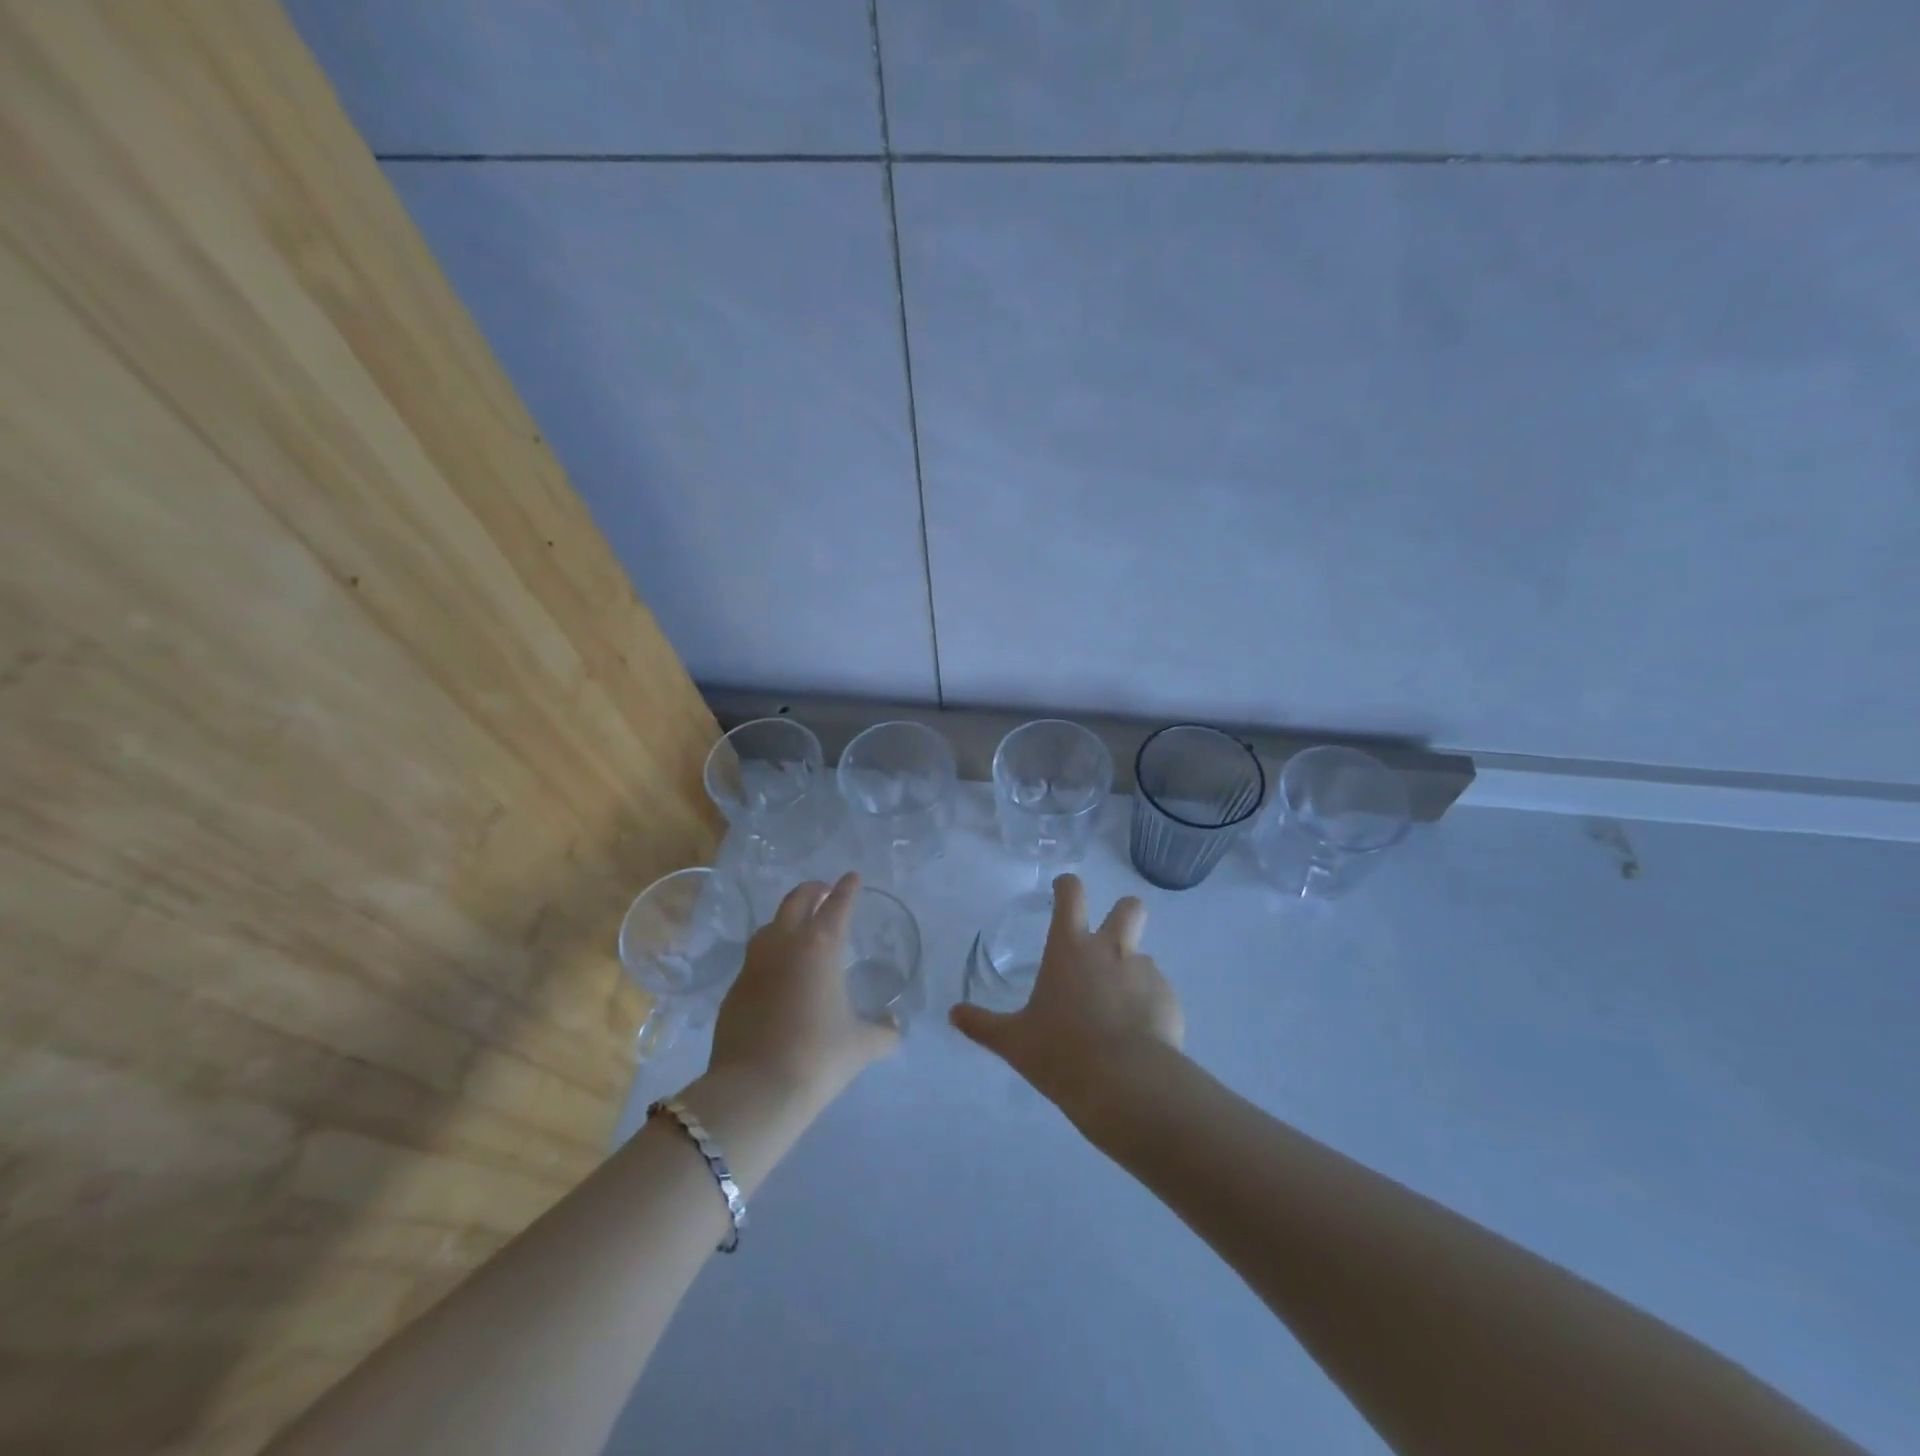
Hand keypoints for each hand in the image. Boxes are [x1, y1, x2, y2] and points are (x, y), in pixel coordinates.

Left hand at [707, 873, 897, 1104]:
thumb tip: (895, 1027)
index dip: (847, 889)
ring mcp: (754, 964)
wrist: (755, 1089)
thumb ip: (883, 1031)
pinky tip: (777, 972)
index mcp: (821, 947)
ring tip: (798, 926)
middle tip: (824, 891)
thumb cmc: (818, 1057)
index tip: (853, 877)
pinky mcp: (734, 988)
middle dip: (812, 891)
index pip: (837, 905)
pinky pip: (755, 958)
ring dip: (786, 917)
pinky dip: (770, 953)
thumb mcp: (861, 1045)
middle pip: (796, 900)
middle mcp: (785, 945)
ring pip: (770, 925)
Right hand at [949, 874, 1183, 1114]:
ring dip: (1132, 971)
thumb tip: (953, 1015)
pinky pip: (1159, 993)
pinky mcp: (1170, 1000)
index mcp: (1070, 948)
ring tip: (1119, 1010)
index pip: (1071, 894)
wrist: (1126, 1084)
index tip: (1062, 891)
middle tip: (1108, 941)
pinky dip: (1149, 1006)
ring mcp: (1146, 972)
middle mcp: (1111, 950)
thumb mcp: (1013, 1041)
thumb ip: (982, 1025)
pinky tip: (1138, 1038)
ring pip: (1144, 955)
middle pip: (1129, 907)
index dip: (1067, 886)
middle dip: (1123, 914)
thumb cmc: (1061, 1053)